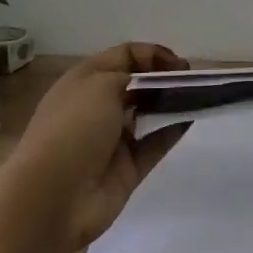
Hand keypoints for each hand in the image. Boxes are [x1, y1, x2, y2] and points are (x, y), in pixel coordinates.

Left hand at [0, 43, 191, 250]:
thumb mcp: (100, 84)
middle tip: (193, 80)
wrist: (53, 197)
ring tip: (199, 96)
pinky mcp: (127, 169)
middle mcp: (97, 107)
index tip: (179, 63)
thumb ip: (132, 75)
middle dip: (164, 78)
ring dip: (171, 103)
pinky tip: (191, 120)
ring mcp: (113, 140)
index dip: (152, 55)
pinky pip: (154, 144)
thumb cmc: (74, 128)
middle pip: (137, 85)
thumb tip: (149, 82)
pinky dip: (172, 131)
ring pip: (148, 114)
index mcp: (85, 81)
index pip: (123, 57)